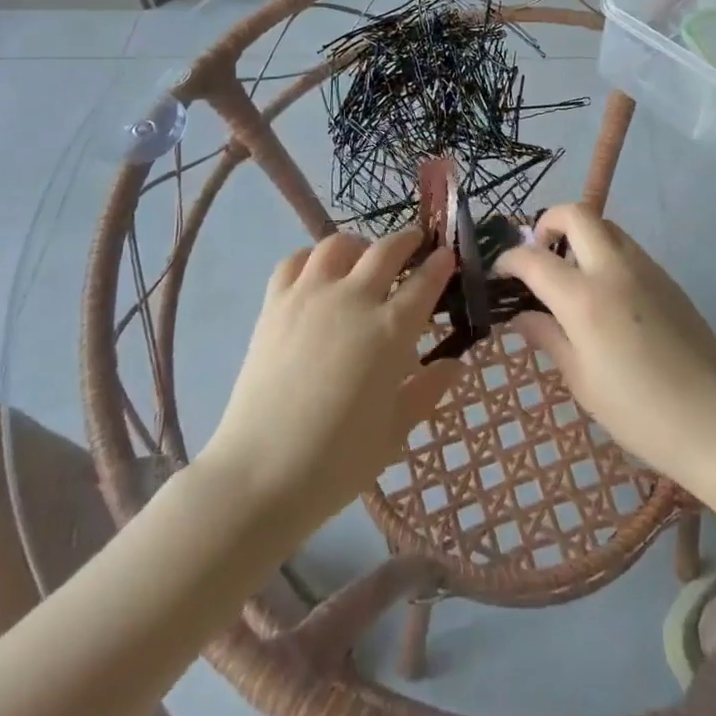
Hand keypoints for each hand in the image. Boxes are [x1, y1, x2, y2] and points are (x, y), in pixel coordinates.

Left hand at [198, 228, 463, 536]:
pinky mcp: (275, 303)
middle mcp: (353, 300)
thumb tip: (456, 364)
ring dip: (359, 245)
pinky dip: (312, 258)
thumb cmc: (337, 462)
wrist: (260, 474)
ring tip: (363, 259)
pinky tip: (318, 275)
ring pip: (340, 244)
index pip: (425, 282)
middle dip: (407, 241)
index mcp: (390, 331)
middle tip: (416, 244)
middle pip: (386, 250)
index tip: (448, 256)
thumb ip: (427, 390)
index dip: (440, 265)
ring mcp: (310, 296)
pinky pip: (295, 260)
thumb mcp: (395, 432)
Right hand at [498, 205, 715, 486]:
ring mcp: (646, 269)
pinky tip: (606, 296)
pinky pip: (628, 249)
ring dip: (581, 236)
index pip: (534, 259)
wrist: (715, 421)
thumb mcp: (581, 380)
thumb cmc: (638, 411)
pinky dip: (606, 254)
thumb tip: (522, 315)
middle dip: (549, 222)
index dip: (509, 260)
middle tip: (540, 254)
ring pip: (606, 226)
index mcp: (584, 298)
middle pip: (577, 214)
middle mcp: (614, 269)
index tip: (501, 272)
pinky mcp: (668, 279)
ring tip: (572, 275)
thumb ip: (548, 337)